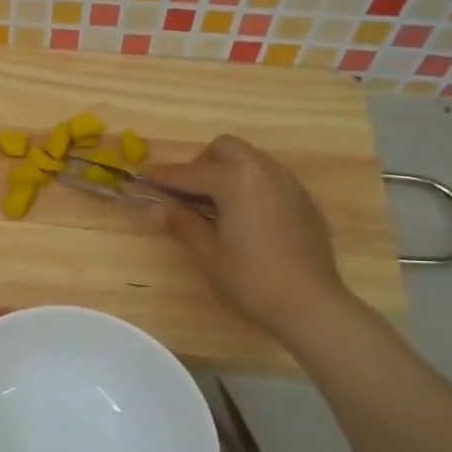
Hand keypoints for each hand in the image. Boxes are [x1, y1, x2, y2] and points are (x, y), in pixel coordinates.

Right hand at [146, 136, 351, 344]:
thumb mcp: (208, 253)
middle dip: (200, 164)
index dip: (163, 176)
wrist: (309, 302)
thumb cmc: (251, 279)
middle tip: (186, 195)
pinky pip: (268, 176)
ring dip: (226, 171)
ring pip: (249, 158)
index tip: (141, 176)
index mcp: (236, 181)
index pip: (190, 172)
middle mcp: (263, 171)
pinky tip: (244, 216)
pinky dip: (248, 183)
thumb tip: (156, 207)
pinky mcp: (302, 198)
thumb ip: (181, 223)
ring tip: (214, 205)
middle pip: (224, 149)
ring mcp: (288, 182)